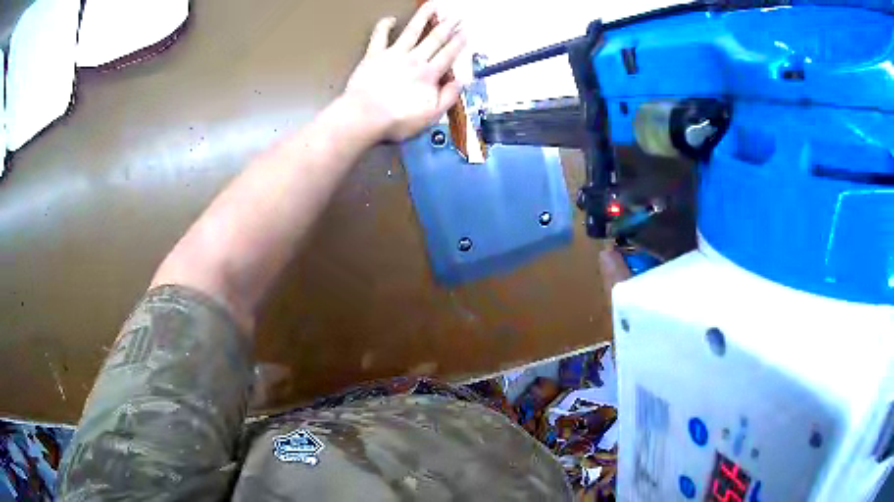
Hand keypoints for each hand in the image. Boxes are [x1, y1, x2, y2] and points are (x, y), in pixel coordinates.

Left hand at [341, 3, 466, 141]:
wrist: (364, 117)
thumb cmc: (397, 120)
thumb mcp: (431, 116)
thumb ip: (448, 97)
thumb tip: (461, 82)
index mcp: (429, 75)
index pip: (448, 55)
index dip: (459, 42)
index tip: (466, 32)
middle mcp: (414, 60)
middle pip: (434, 39)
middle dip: (448, 26)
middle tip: (457, 16)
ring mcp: (393, 55)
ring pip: (412, 31)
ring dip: (424, 17)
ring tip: (433, 5)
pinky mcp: (373, 56)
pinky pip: (379, 36)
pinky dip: (384, 26)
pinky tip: (391, 18)